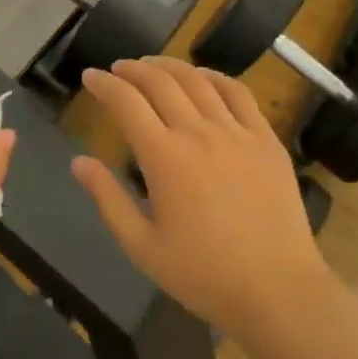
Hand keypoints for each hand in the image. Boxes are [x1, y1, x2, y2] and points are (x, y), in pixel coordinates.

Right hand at [70, 58, 336, 341]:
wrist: (279, 292)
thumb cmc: (204, 275)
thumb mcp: (142, 247)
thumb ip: (108, 199)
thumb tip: (79, 162)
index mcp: (164, 157)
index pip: (126, 102)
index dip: (104, 84)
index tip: (90, 77)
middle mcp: (198, 132)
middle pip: (159, 81)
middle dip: (132, 69)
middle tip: (117, 69)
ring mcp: (237, 132)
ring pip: (197, 80)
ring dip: (169, 66)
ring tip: (152, 66)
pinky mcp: (266, 140)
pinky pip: (238, 93)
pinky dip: (214, 77)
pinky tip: (203, 78)